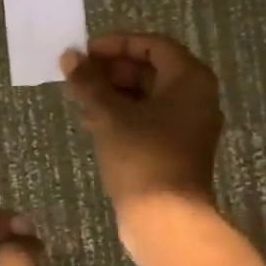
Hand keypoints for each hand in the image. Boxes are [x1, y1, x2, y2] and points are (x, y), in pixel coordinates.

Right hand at [62, 33, 223, 215]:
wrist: (166, 220)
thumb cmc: (142, 157)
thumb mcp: (110, 116)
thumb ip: (89, 82)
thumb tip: (69, 56)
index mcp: (190, 79)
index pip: (153, 45)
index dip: (116, 44)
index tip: (85, 52)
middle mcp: (196, 97)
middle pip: (151, 69)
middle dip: (111, 70)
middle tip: (78, 75)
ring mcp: (188, 125)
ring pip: (147, 95)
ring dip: (113, 92)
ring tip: (78, 96)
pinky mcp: (176, 148)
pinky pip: (149, 118)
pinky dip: (122, 114)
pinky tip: (91, 120)